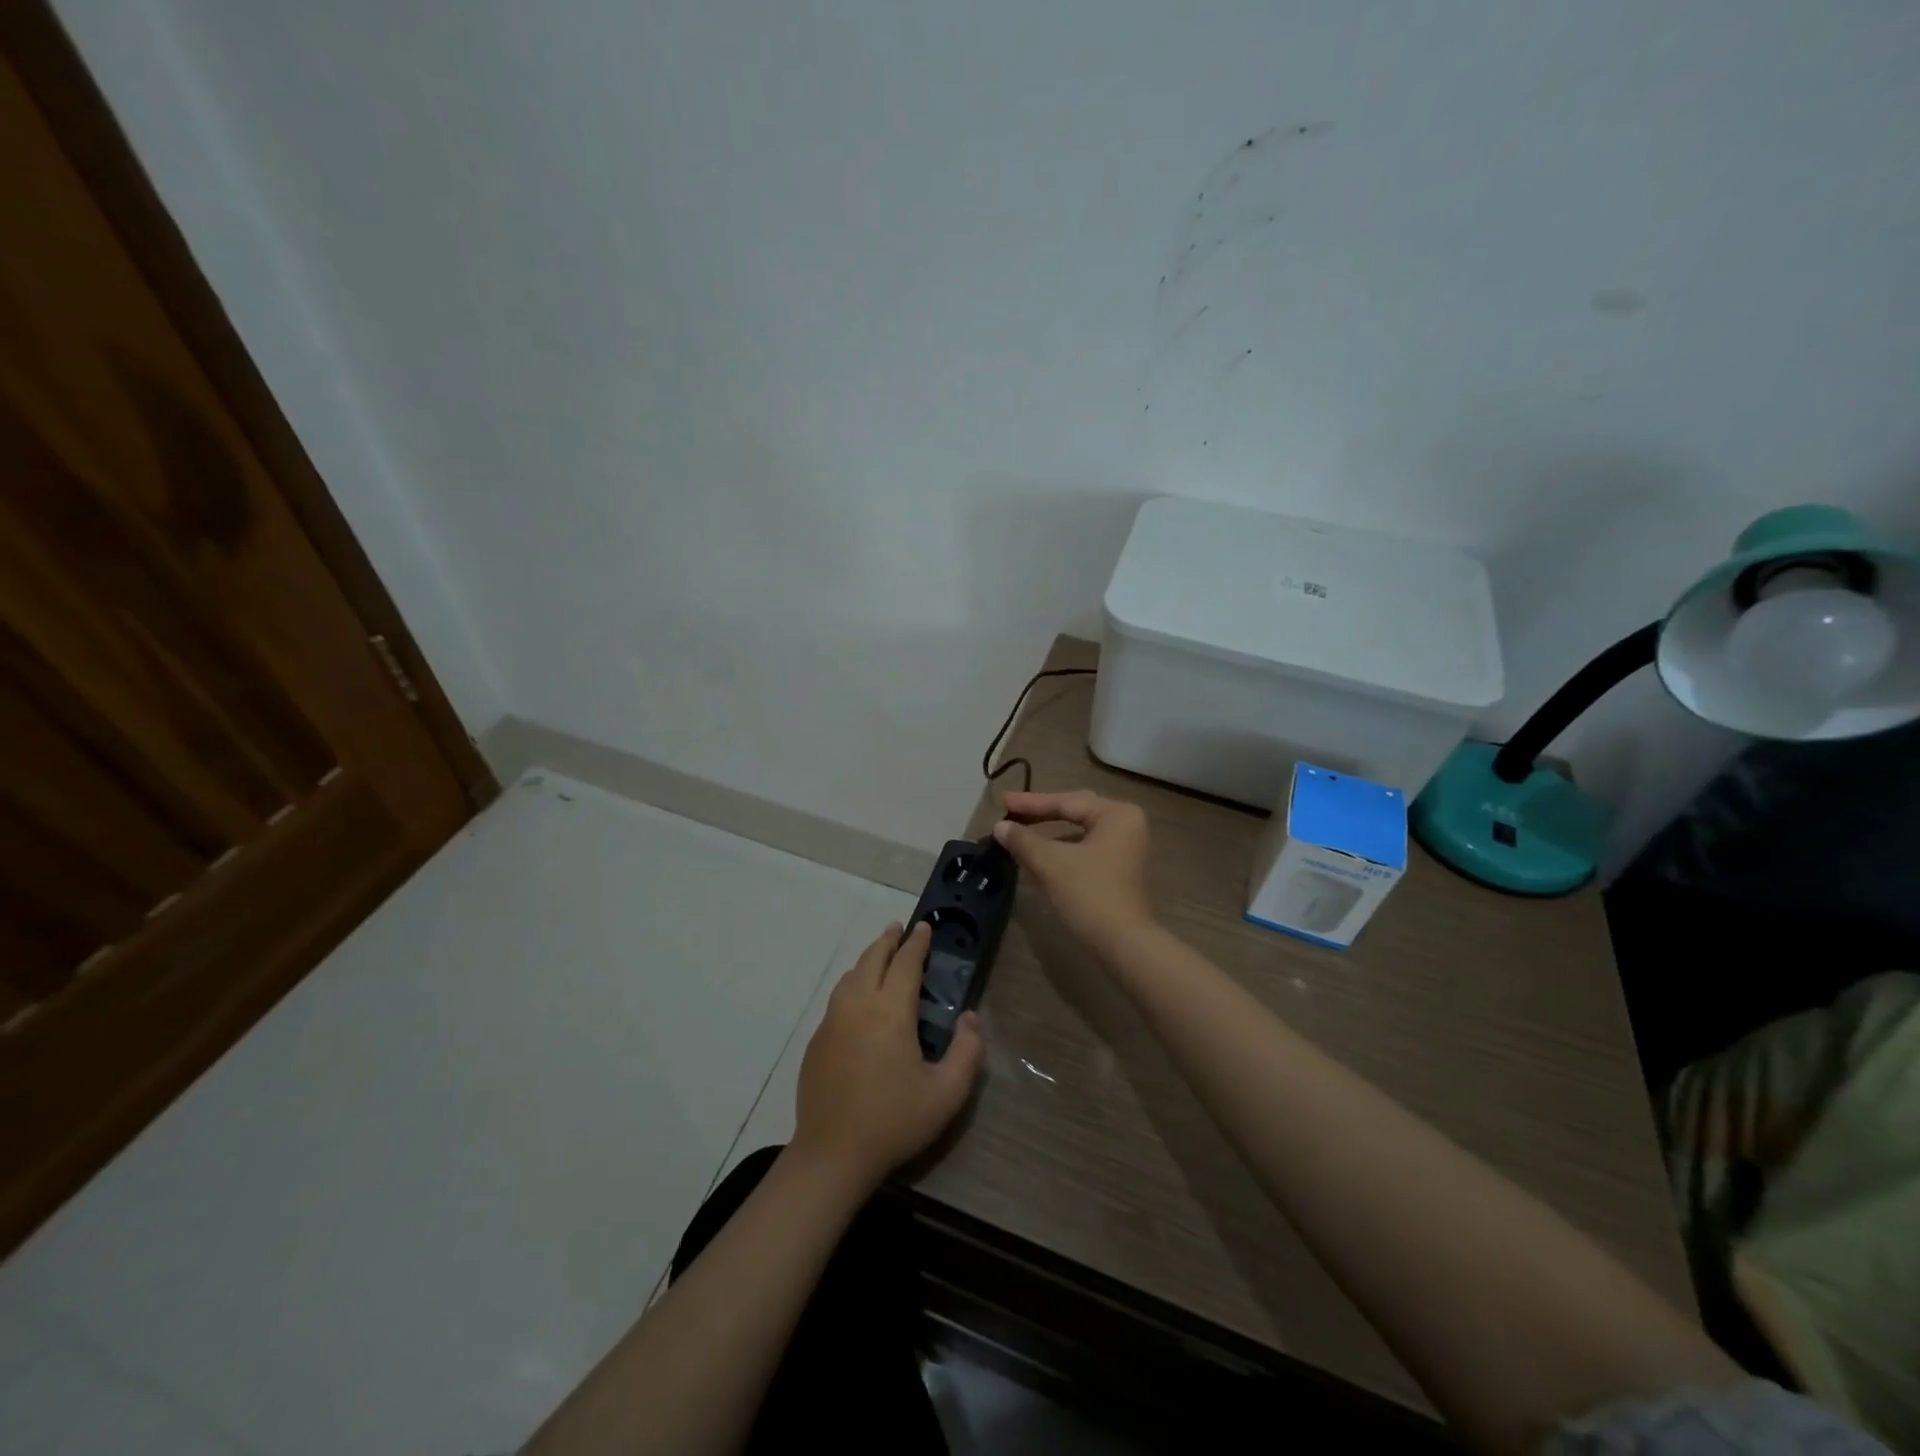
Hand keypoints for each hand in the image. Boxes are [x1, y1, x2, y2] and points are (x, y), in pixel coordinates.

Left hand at [791, 922, 983, 1189]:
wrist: (833, 1154)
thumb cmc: (894, 1120)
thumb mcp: (947, 1092)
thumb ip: (967, 1050)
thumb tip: (969, 1016)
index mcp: (890, 1011)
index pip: (905, 963)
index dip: (917, 943)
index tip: (924, 927)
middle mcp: (858, 1005)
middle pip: (873, 959)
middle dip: (888, 940)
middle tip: (900, 929)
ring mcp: (832, 1021)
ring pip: (851, 976)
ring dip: (868, 959)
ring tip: (881, 956)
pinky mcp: (817, 1040)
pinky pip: (837, 998)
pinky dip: (852, 984)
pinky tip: (858, 996)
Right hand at [992, 790, 1154, 954]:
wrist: (1123, 944)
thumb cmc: (1089, 893)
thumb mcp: (1050, 863)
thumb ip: (1023, 840)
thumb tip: (1000, 827)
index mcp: (1116, 814)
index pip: (1067, 802)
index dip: (1031, 803)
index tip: (1002, 801)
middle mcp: (1126, 825)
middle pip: (1075, 813)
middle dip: (1040, 815)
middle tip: (1010, 812)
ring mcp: (1125, 849)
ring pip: (1078, 834)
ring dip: (1048, 836)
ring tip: (1018, 836)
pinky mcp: (1119, 871)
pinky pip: (1084, 851)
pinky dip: (1060, 852)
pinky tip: (1036, 859)